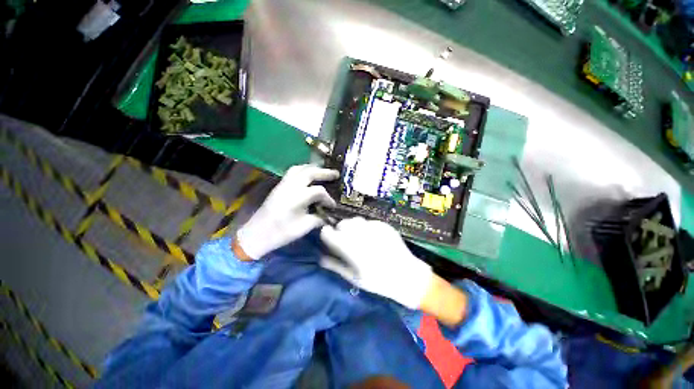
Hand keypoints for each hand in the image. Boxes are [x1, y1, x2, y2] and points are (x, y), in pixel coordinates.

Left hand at [236, 164, 338, 259]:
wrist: (257, 234)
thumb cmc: (281, 233)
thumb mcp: (304, 228)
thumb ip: (319, 218)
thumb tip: (330, 215)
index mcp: (297, 197)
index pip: (319, 191)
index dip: (328, 198)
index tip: (333, 206)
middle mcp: (290, 186)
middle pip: (310, 172)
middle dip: (324, 172)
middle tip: (336, 174)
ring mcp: (283, 184)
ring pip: (300, 168)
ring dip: (313, 168)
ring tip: (323, 172)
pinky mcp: (279, 186)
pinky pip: (293, 172)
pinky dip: (304, 170)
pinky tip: (308, 176)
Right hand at [320, 218, 433, 309]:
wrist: (407, 276)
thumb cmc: (378, 281)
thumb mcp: (354, 278)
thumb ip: (335, 266)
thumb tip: (320, 258)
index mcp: (349, 247)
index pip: (328, 232)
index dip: (327, 235)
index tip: (329, 239)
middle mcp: (359, 233)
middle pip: (342, 223)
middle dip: (340, 230)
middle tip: (346, 240)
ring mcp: (373, 227)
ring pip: (355, 220)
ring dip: (353, 227)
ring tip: (359, 237)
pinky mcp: (383, 225)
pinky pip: (369, 221)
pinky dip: (366, 227)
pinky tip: (373, 238)